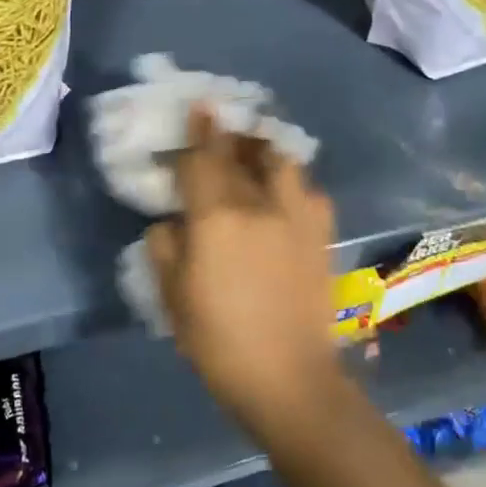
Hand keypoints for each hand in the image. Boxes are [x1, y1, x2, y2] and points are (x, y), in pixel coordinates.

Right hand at [146, 107, 340, 434]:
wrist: (289, 379)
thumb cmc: (220, 343)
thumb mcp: (173, 299)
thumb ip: (165, 249)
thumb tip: (170, 223)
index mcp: (215, 218)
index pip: (202, 160)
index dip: (198, 131)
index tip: (199, 107)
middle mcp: (258, 204)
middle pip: (239, 154)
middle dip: (226, 134)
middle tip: (219, 122)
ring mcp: (295, 216)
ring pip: (280, 162)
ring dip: (263, 149)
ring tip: (254, 151)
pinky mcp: (320, 234)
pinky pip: (308, 190)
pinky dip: (293, 182)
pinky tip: (285, 193)